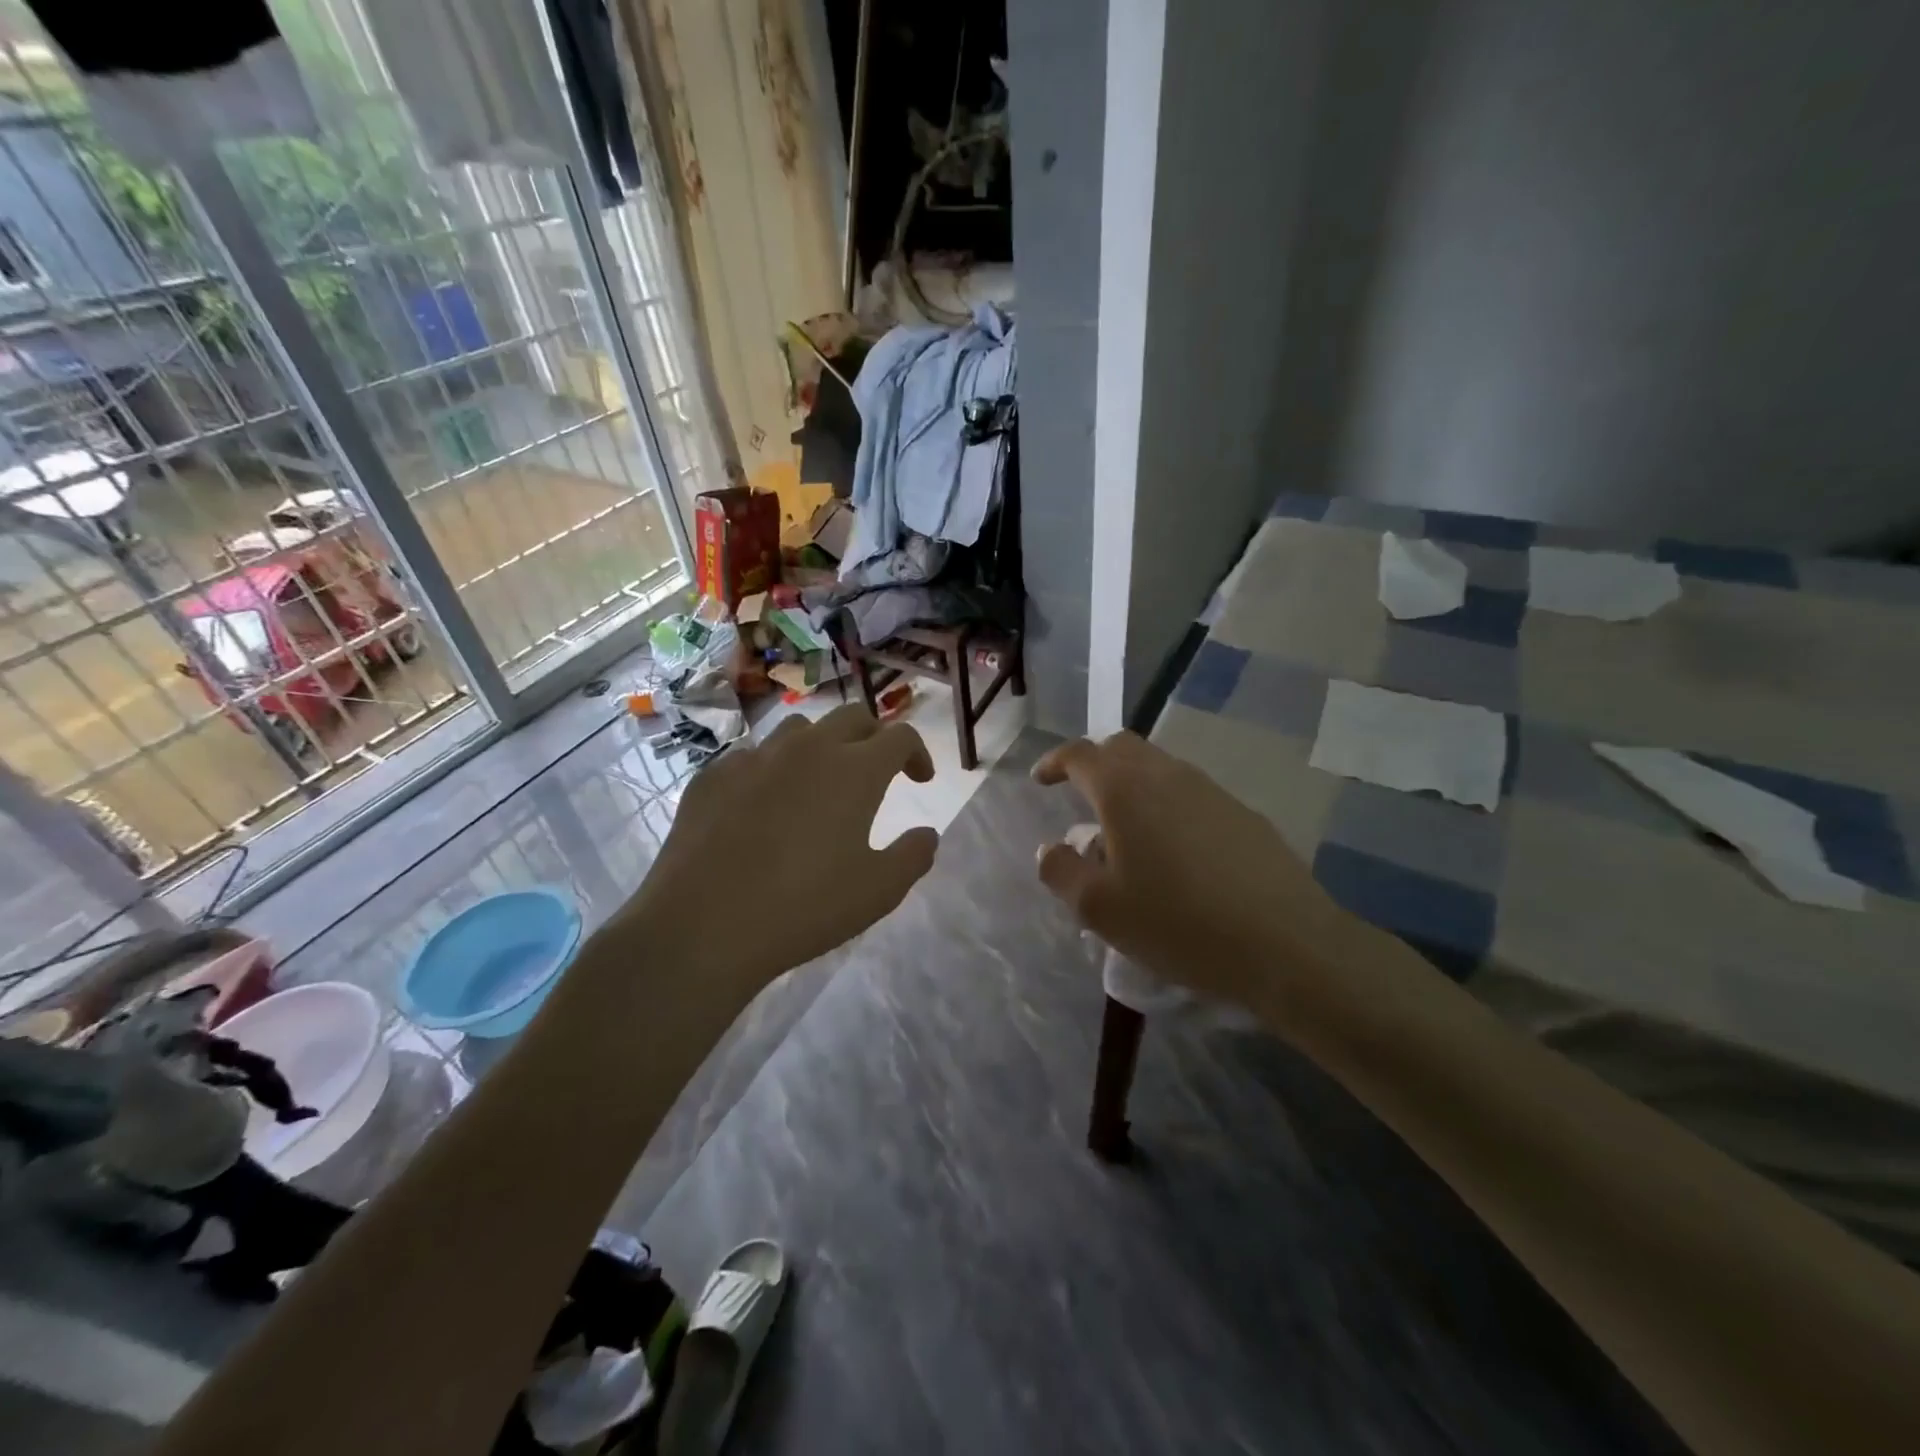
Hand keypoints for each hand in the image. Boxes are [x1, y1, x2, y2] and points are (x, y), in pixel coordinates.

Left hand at [627, 705, 939, 997]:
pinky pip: (753, 757)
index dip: (918, 753)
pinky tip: (764, 807)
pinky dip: (773, 771)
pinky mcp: (713, 775)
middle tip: (877, 771)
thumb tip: (927, 834)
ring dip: (822, 746)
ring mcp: (755, 757)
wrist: (702, 925)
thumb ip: (913, 856)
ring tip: (820, 783)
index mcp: (855, 770)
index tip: (919, 780)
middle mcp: (808, 749)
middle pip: (852, 717)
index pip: (899, 736)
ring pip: (800, 729)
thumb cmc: (803, 907)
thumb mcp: (878, 892)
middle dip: (874, 737)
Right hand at [1031, 733, 1368, 1012]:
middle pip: (1122, 748)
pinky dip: (1168, 807)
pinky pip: (1191, 795)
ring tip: (1128, 834)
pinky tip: (1175, 854)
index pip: (1080, 754)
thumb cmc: (1178, 923)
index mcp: (1125, 790)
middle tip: (1082, 798)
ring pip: (1160, 769)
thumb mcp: (1100, 910)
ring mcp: (1211, 791)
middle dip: (1095, 765)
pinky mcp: (1243, 814)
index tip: (1041, 780)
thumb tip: (1049, 848)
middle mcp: (1167, 775)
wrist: (1286, 944)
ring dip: (1134, 787)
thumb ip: (1062, 872)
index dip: (1055, 762)